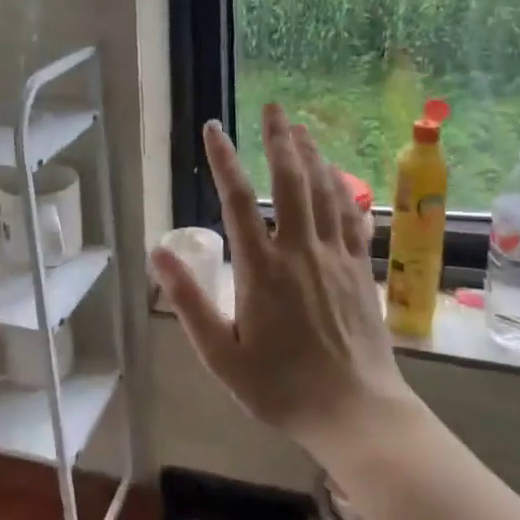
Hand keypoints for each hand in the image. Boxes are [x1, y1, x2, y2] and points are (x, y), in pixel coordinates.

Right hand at [151, 104, 415, 461]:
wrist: (356, 412)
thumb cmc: (281, 388)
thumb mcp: (221, 356)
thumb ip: (189, 302)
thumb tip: (159, 252)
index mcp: (262, 270)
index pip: (239, 201)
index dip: (224, 160)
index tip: (214, 128)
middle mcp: (300, 251)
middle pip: (291, 181)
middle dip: (279, 140)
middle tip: (273, 106)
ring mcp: (336, 257)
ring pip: (325, 192)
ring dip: (312, 155)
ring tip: (302, 128)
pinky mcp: (360, 270)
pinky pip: (352, 217)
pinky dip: (343, 189)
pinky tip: (338, 176)